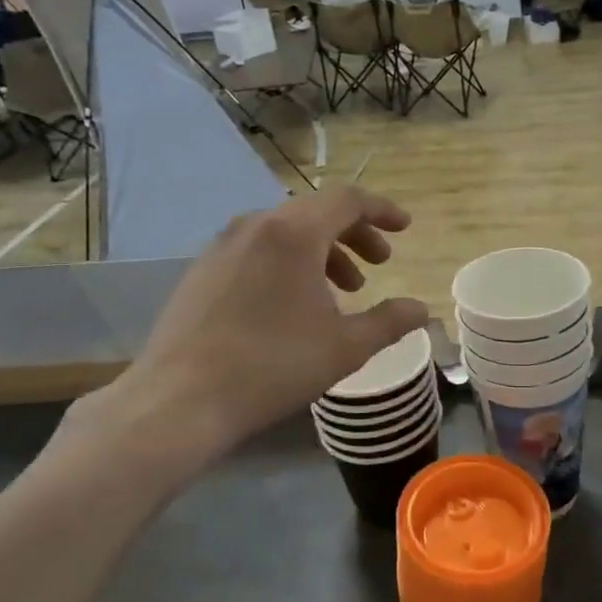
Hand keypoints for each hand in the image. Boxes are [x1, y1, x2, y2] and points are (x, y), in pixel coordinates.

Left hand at [85, 187, 428, 460]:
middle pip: (316, 212)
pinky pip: (258, 250)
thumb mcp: (346, 347)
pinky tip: (294, 304)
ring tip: (342, 291)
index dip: (382, 211)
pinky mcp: (201, 271)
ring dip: (323, 252)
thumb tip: (421, 309)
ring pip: (285, 232)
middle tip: (379, 264)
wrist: (180, 400)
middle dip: (355, 235)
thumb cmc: (273, 367)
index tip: (405, 228)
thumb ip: (390, 322)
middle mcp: (255, 226)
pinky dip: (289, 263)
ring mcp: (222, 246)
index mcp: (293, 233)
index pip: (347, 201)